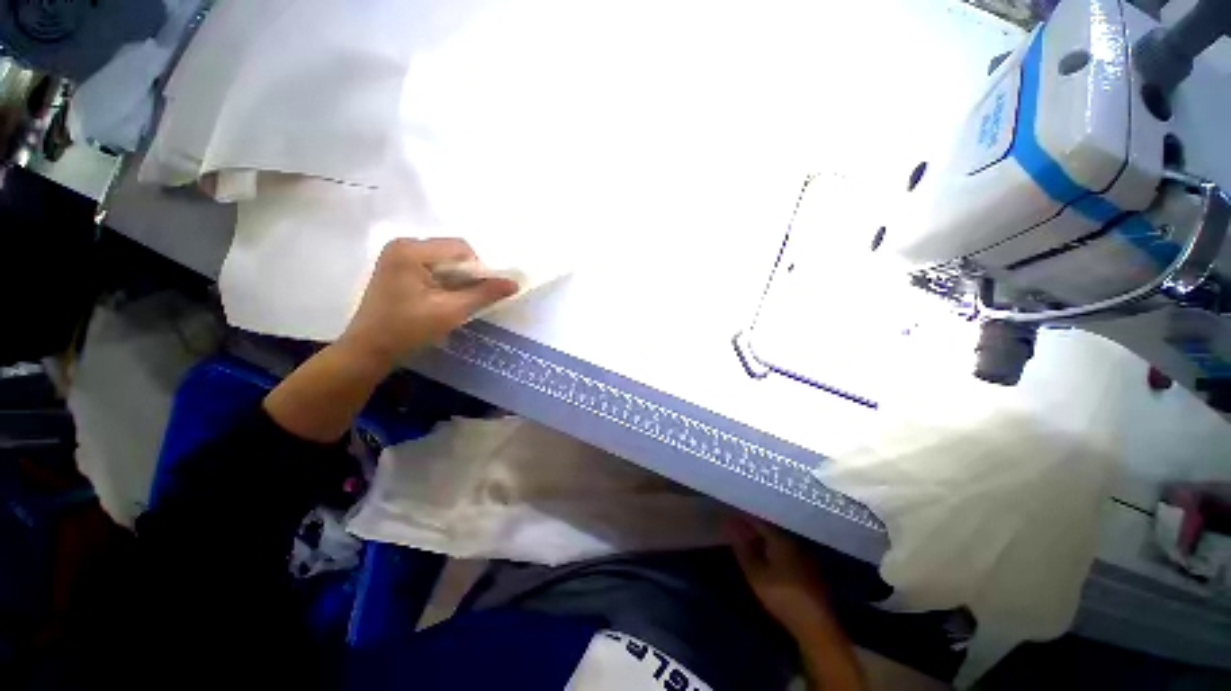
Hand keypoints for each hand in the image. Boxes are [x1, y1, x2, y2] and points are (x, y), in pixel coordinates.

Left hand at [339, 238, 518, 366]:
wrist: (370, 348)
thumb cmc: (408, 328)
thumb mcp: (452, 310)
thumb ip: (484, 294)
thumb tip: (514, 284)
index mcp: (411, 249)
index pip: (460, 248)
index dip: (480, 268)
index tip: (485, 291)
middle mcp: (402, 244)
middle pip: (451, 252)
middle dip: (468, 273)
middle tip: (473, 297)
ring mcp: (397, 255)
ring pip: (443, 260)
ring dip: (458, 278)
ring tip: (460, 299)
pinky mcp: (397, 268)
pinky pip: (432, 267)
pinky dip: (445, 280)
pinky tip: (445, 298)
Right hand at [729, 516, 834, 636]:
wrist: (817, 625)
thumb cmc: (782, 596)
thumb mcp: (756, 574)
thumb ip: (743, 550)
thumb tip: (732, 528)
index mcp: (781, 538)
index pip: (759, 520)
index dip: (744, 518)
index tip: (732, 516)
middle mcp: (795, 541)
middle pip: (771, 528)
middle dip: (755, 528)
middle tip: (738, 529)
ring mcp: (805, 555)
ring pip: (781, 540)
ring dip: (766, 539)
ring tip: (751, 542)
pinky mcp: (811, 570)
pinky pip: (788, 551)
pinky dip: (776, 551)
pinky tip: (769, 559)